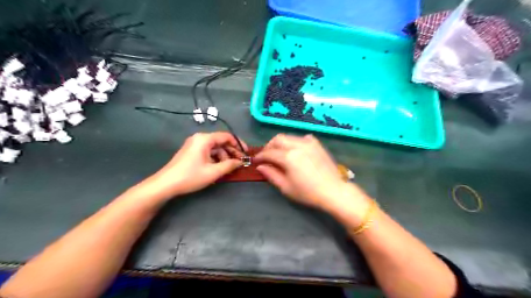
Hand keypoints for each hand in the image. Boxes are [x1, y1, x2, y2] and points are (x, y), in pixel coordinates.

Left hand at [141, 132, 248, 200]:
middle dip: (231, 151)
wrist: (166, 184)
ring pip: (215, 148)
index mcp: (205, 139)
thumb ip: (230, 165)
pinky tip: (219, 168)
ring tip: (229, 168)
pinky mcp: (191, 151)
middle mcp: (199, 138)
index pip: (226, 136)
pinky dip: (215, 158)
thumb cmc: (191, 176)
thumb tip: (241, 162)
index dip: (238, 144)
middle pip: (221, 142)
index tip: (246, 153)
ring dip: (224, 156)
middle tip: (240, 162)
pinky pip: (208, 151)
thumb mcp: (213, 172)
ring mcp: (194, 144)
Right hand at [256, 134, 365, 212]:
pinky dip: (295, 142)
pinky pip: (302, 138)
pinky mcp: (317, 144)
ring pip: (289, 137)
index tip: (256, 160)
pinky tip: (296, 150)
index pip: (269, 153)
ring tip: (279, 153)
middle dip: (269, 146)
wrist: (333, 191)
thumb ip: (271, 174)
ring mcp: (309, 143)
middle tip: (266, 156)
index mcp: (289, 157)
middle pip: (278, 139)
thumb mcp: (286, 187)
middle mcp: (298, 145)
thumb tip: (260, 166)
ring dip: (281, 143)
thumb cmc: (308, 192)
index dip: (260, 156)